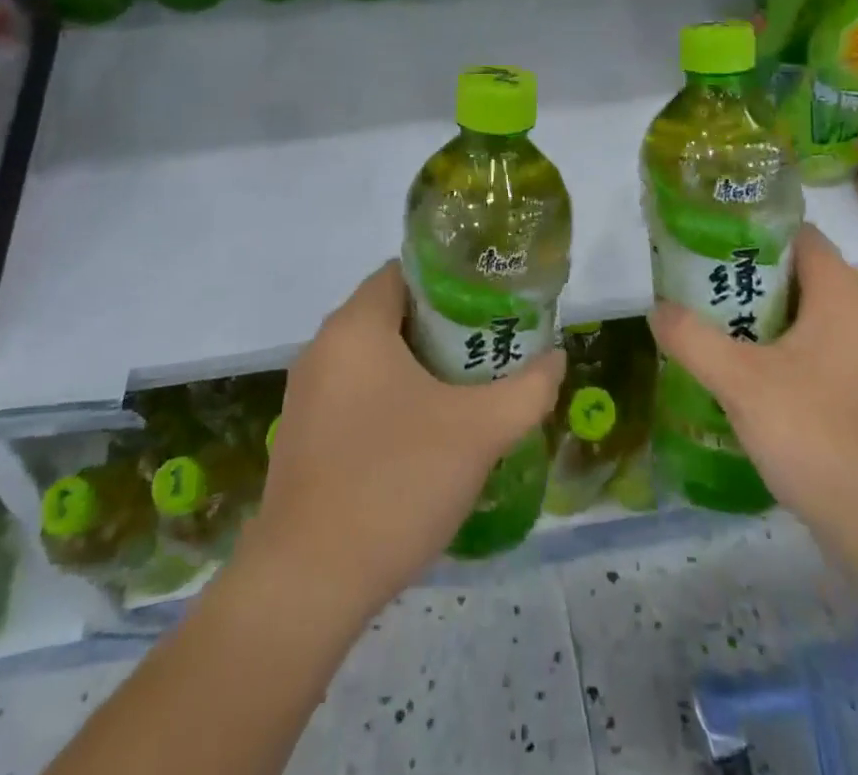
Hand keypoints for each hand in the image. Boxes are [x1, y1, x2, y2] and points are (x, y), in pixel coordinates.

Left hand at [242, 262, 564, 619]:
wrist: (309, 584)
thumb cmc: (396, 481)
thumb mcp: (479, 432)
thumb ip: (527, 390)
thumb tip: (556, 359)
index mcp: (355, 326)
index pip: (403, 272)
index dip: (450, 282)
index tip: (488, 306)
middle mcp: (322, 348)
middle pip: (390, 314)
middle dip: (440, 328)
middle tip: (486, 352)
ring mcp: (305, 395)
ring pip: (372, 358)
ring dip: (415, 367)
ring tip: (464, 393)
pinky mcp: (301, 437)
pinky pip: (353, 395)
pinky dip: (388, 399)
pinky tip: (421, 439)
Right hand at [648, 223, 857, 545]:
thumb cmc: (820, 434)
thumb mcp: (741, 381)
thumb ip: (692, 338)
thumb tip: (657, 309)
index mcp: (839, 294)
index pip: (796, 233)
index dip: (750, 228)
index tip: (703, 237)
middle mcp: (856, 317)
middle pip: (792, 275)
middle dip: (739, 277)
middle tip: (689, 284)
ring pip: (796, 319)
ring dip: (751, 320)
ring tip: (701, 325)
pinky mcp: (856, 398)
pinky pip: (805, 356)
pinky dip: (770, 355)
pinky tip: (734, 377)